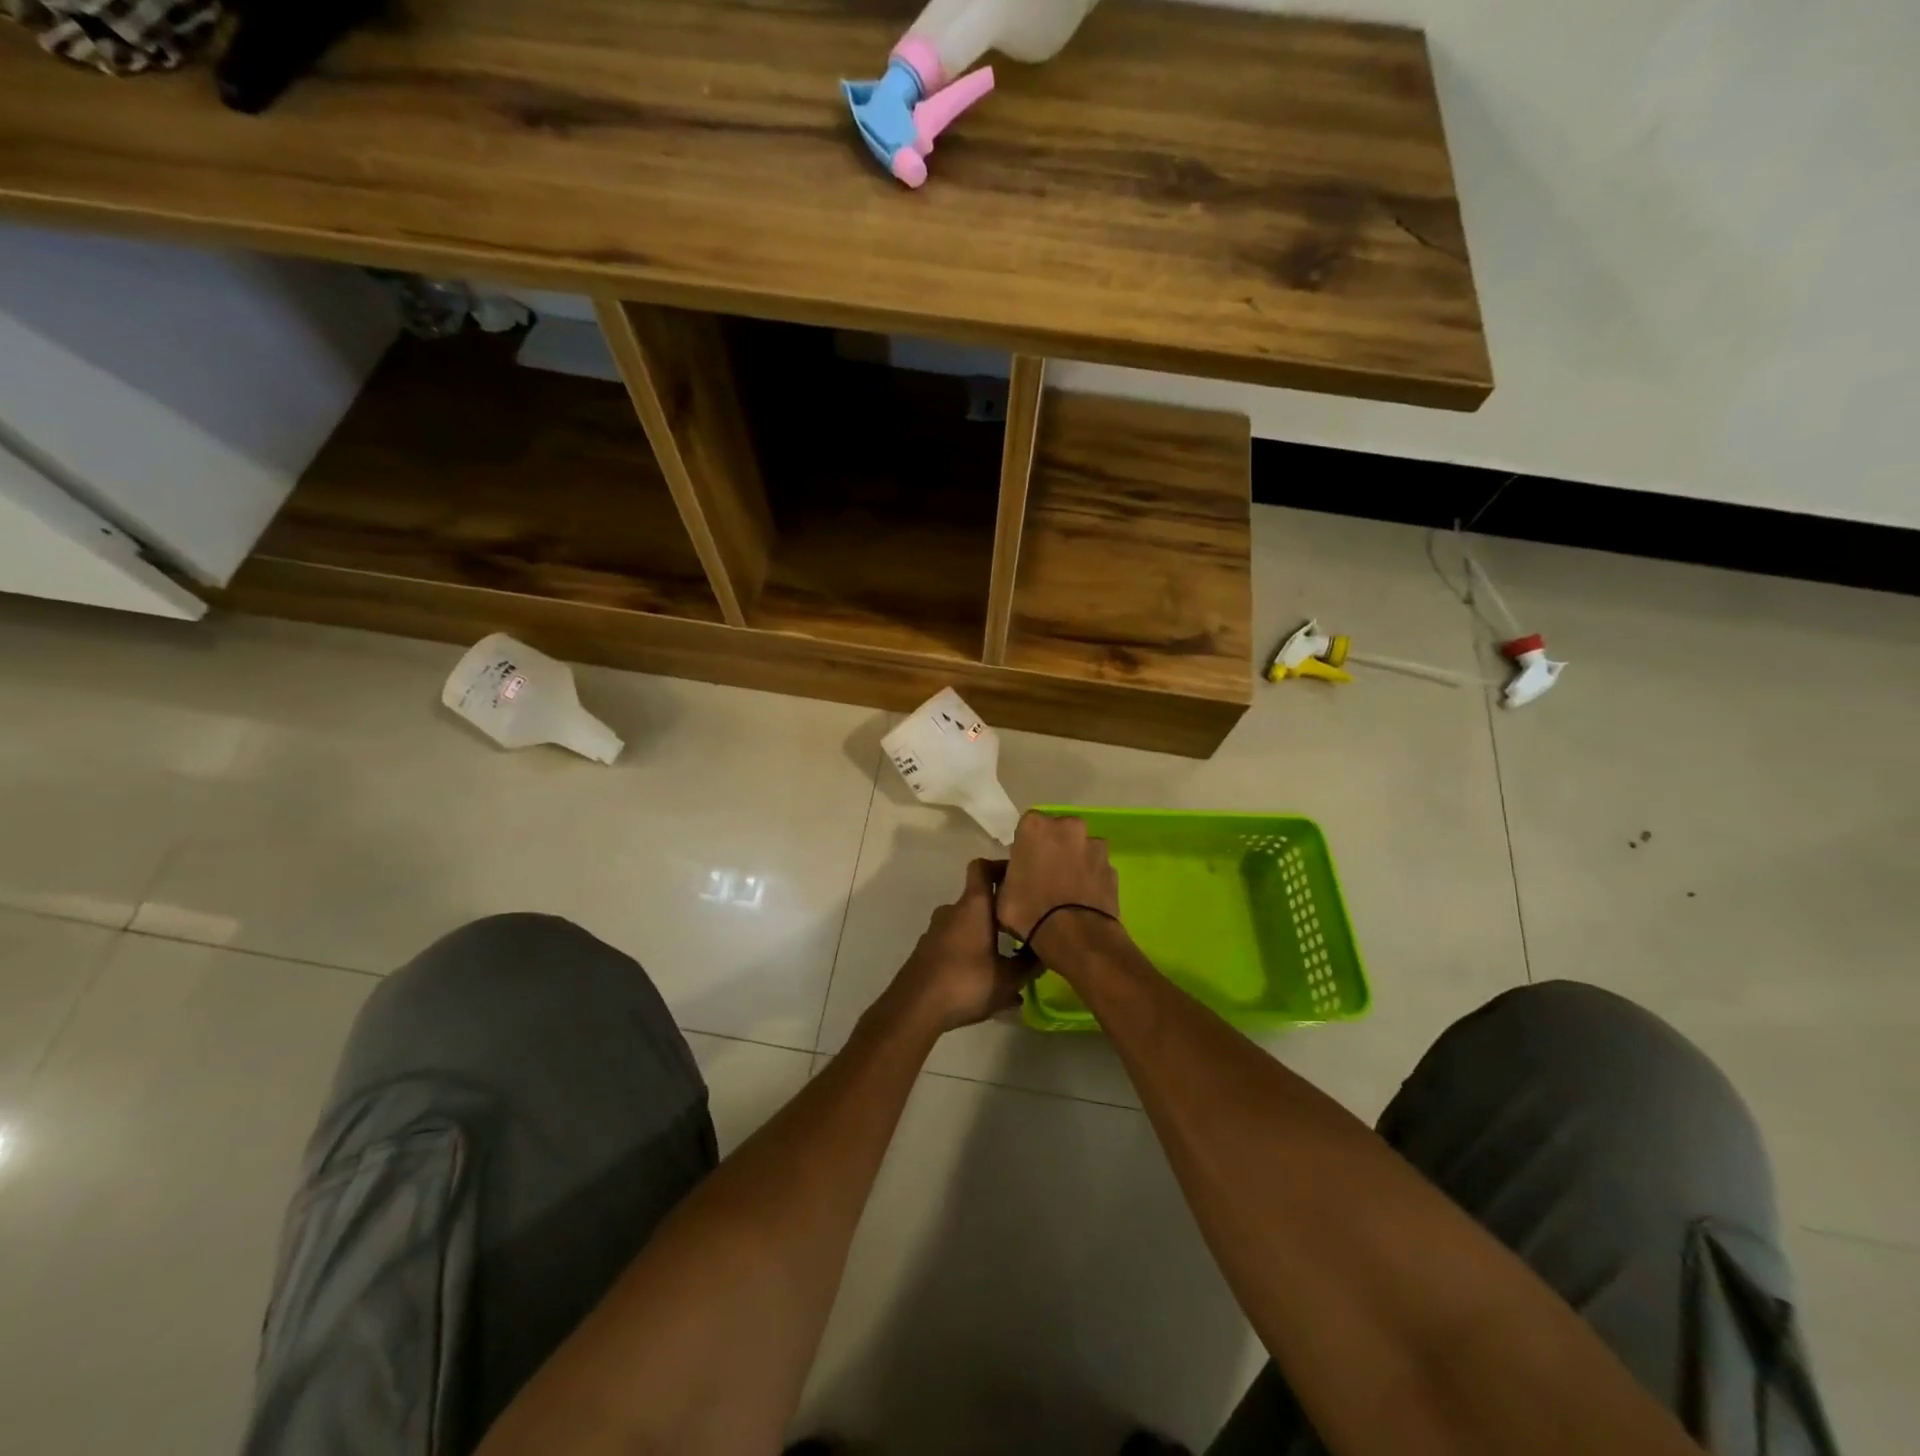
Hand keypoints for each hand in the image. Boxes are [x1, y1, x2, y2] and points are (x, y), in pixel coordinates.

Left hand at [885, 859, 1033, 1033]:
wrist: (914, 1008)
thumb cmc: (966, 983)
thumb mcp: (1008, 979)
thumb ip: (1029, 964)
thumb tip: (1047, 951)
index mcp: (973, 906)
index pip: (982, 868)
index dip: (1000, 866)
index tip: (1020, 877)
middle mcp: (952, 911)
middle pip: (978, 900)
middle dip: (1000, 912)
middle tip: (1023, 927)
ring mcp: (935, 931)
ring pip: (967, 926)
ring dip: (987, 938)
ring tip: (1009, 962)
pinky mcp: (927, 952)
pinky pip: (956, 946)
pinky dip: (972, 956)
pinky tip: (987, 983)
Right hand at [997, 812, 1121, 946]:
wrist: (1076, 936)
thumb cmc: (1029, 911)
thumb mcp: (1002, 895)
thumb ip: (1009, 875)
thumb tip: (1015, 877)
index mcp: (1035, 826)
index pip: (1027, 826)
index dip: (1026, 845)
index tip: (1024, 864)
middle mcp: (1068, 827)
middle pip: (1058, 832)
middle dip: (1054, 848)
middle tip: (1045, 875)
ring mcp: (1095, 845)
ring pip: (1081, 848)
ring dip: (1075, 861)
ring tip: (1068, 890)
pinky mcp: (1113, 867)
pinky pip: (1097, 868)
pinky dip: (1091, 878)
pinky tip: (1084, 900)